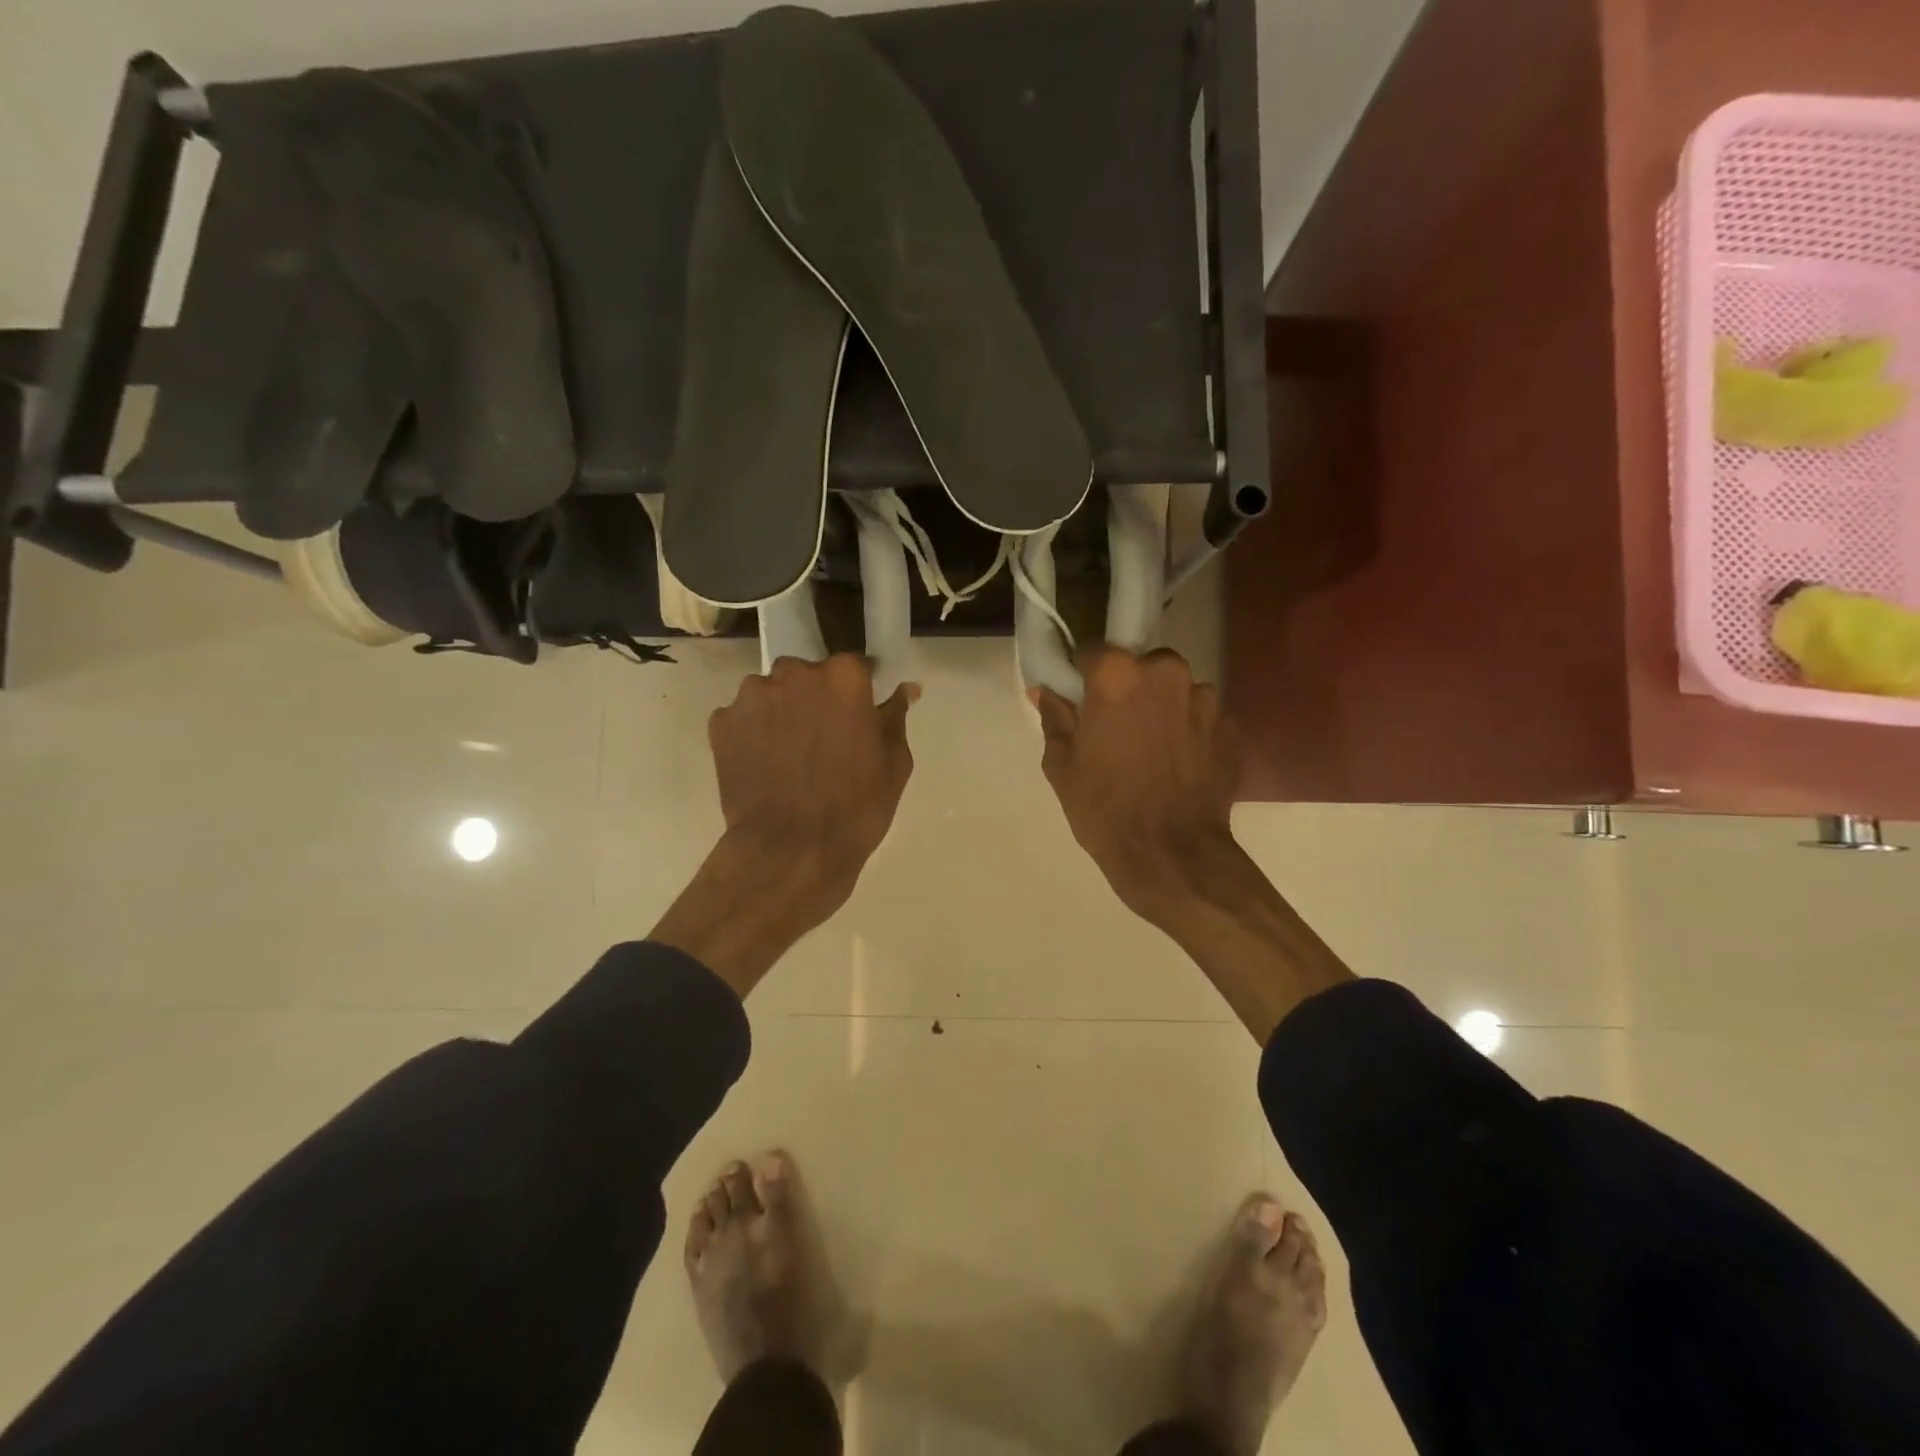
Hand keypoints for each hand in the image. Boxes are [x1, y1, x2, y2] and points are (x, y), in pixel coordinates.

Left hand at [709, 654, 917, 906]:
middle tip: (824, 740)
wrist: (792, 851)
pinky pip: (743, 718)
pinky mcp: (721, 723)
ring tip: (789, 756)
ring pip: (772, 694)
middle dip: (815, 699)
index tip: (859, 717)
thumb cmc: (856, 807)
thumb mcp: (894, 763)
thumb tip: (905, 689)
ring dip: (781, 713)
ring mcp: (752, 696)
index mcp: (843, 677)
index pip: (855, 667)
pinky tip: (764, 766)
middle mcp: (794, 673)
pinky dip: (753, 734)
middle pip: (808, 676)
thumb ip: (895, 717)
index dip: (858, 693)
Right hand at [1032, 647, 1240, 922]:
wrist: (1171, 854)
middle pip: (1141, 665)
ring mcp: (1204, 698)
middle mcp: (1165, 672)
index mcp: (1117, 674)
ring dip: (1162, 708)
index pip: (1093, 650)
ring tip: (1152, 750)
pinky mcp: (1230, 726)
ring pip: (1175, 689)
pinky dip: (1188, 730)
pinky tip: (1177, 764)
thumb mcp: (1061, 764)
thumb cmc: (1104, 807)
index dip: (1083, 673)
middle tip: (1117, 727)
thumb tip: (1045, 691)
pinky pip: (1200, 716)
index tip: (1081, 697)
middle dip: (1129, 687)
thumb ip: (1055, 717)